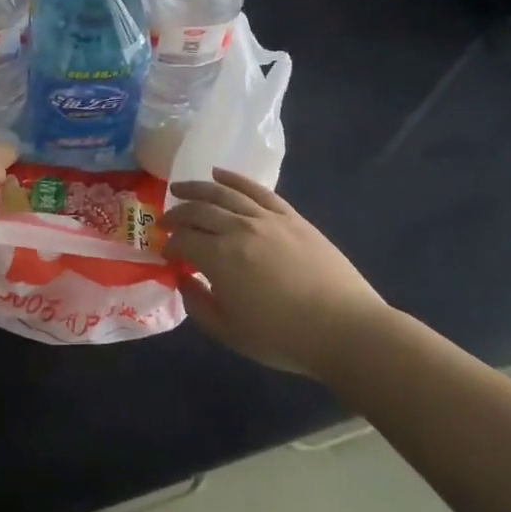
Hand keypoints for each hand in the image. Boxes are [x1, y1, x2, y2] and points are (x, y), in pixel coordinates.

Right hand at [162, 169, 389, 375]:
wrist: (346, 329)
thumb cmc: (284, 338)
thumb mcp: (231, 334)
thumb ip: (199, 307)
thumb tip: (184, 282)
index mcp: (219, 258)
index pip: (183, 241)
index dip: (170, 246)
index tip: (166, 254)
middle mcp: (237, 229)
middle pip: (198, 211)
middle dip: (177, 215)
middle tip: (165, 221)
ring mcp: (266, 218)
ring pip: (223, 193)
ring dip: (197, 188)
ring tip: (181, 189)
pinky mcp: (290, 216)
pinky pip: (257, 190)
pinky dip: (234, 178)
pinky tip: (220, 173)